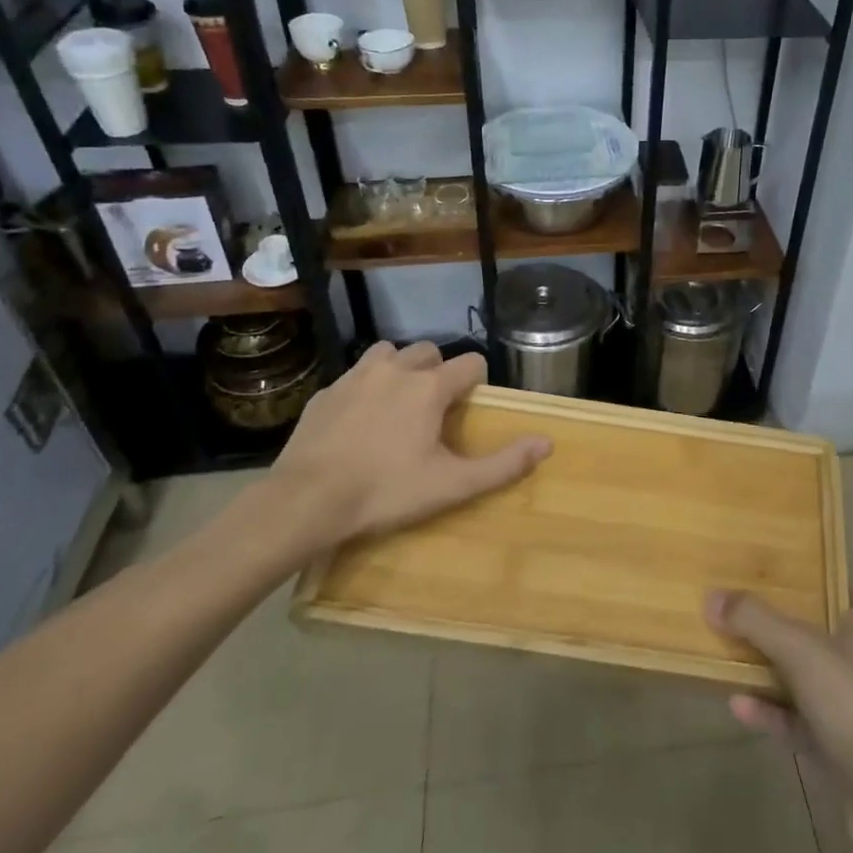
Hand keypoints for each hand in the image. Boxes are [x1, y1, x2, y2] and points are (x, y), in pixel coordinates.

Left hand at [266, 341, 549, 552]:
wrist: (305, 501)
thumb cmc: (385, 492)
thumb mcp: (451, 485)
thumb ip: (503, 464)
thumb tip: (547, 443)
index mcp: (429, 387)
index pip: (470, 363)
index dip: (477, 381)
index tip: (470, 407)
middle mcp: (395, 369)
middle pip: (429, 351)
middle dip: (438, 371)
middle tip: (434, 409)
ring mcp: (355, 377)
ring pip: (388, 353)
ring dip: (399, 368)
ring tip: (397, 403)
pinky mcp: (325, 392)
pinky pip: (354, 375)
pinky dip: (365, 387)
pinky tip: (358, 420)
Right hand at [707, 591, 852, 849]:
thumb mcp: (803, 651)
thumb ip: (756, 622)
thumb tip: (712, 597)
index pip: (829, 588)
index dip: (795, 578)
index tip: (754, 570)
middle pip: (808, 633)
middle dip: (768, 626)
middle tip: (727, 611)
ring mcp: (851, 708)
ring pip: (800, 679)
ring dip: (764, 671)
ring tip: (722, 657)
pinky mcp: (838, 749)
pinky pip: (797, 721)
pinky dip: (769, 712)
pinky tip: (737, 707)